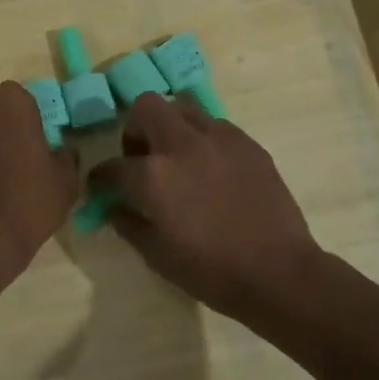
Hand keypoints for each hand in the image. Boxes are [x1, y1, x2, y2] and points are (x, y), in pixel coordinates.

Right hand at [90, 93, 322, 319]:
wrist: (277, 272)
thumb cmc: (211, 271)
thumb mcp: (156, 255)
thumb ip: (128, 224)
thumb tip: (114, 206)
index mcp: (153, 176)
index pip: (112, 166)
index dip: (100, 178)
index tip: (101, 186)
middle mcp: (182, 145)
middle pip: (146, 107)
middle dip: (135, 129)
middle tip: (142, 157)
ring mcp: (219, 139)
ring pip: (183, 108)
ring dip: (171, 127)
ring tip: (178, 157)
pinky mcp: (248, 144)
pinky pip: (216, 126)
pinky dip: (204, 139)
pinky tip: (211, 168)